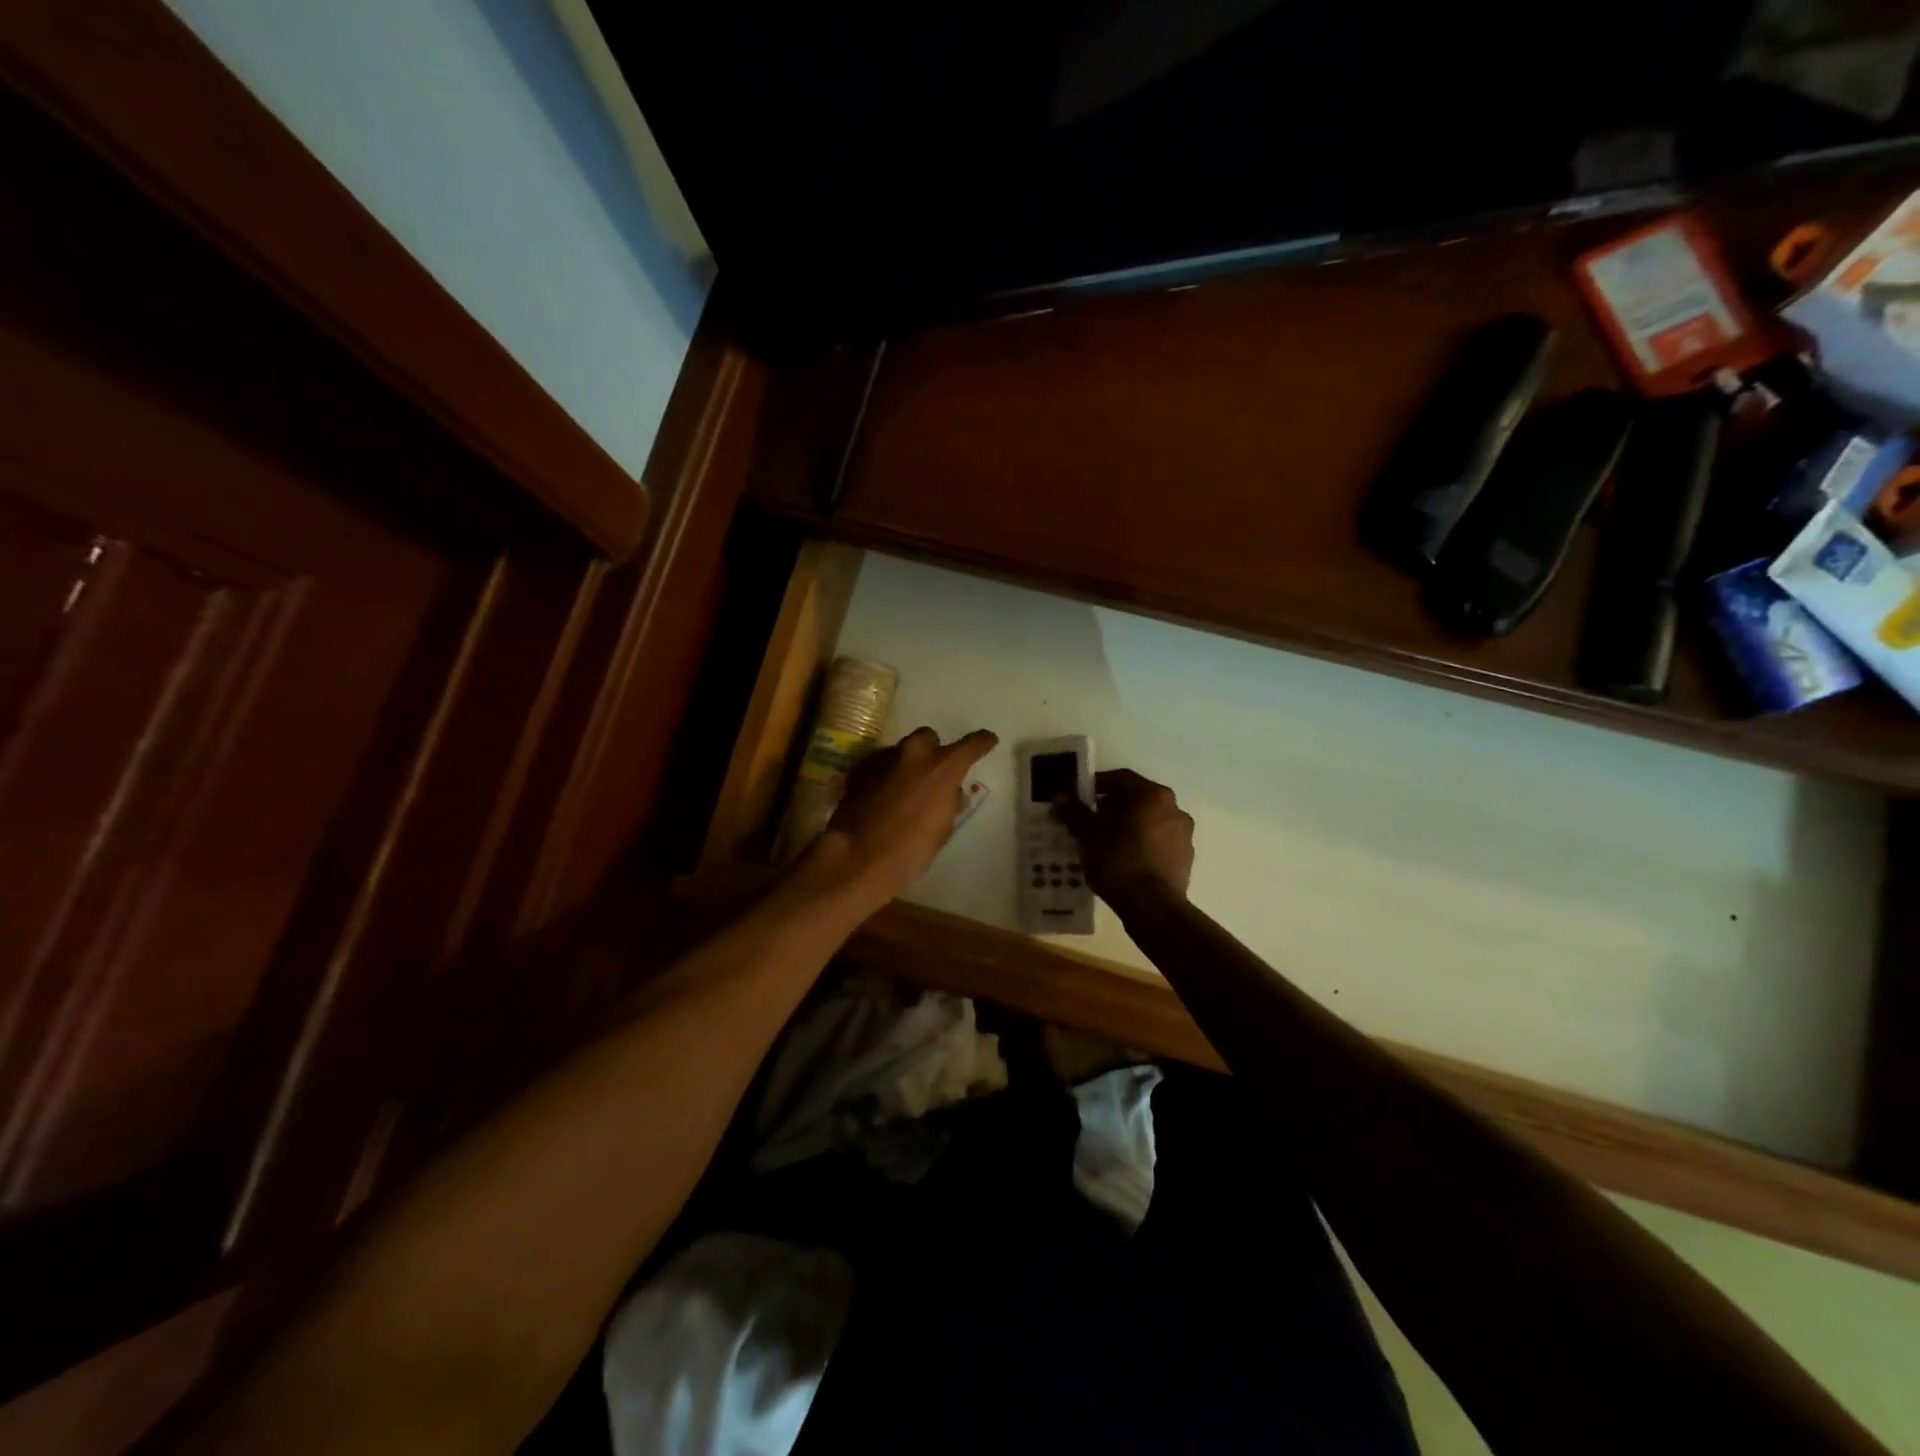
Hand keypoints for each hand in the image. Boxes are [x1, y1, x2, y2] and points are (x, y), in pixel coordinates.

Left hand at [807, 727, 997, 907]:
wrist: (859, 857)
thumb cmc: (911, 849)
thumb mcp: (943, 828)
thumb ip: (949, 802)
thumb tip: (950, 793)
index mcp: (942, 767)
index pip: (971, 744)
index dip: (982, 742)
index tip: (988, 741)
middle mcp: (914, 753)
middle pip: (928, 738)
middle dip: (933, 752)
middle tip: (933, 774)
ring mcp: (883, 758)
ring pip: (901, 751)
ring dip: (907, 765)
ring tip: (905, 790)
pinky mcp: (860, 770)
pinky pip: (879, 765)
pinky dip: (885, 775)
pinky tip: (882, 797)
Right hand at [1053, 768, 1193, 903]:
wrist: (1152, 907)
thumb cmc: (1118, 861)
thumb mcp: (1088, 835)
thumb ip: (1074, 812)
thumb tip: (1060, 796)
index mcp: (1152, 795)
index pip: (1120, 778)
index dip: (1097, 785)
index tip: (1080, 797)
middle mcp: (1174, 808)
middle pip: (1137, 799)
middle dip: (1112, 807)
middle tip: (1090, 820)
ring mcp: (1183, 835)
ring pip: (1149, 821)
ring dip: (1128, 826)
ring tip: (1105, 842)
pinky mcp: (1185, 858)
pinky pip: (1158, 842)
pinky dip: (1141, 844)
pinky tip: (1124, 860)